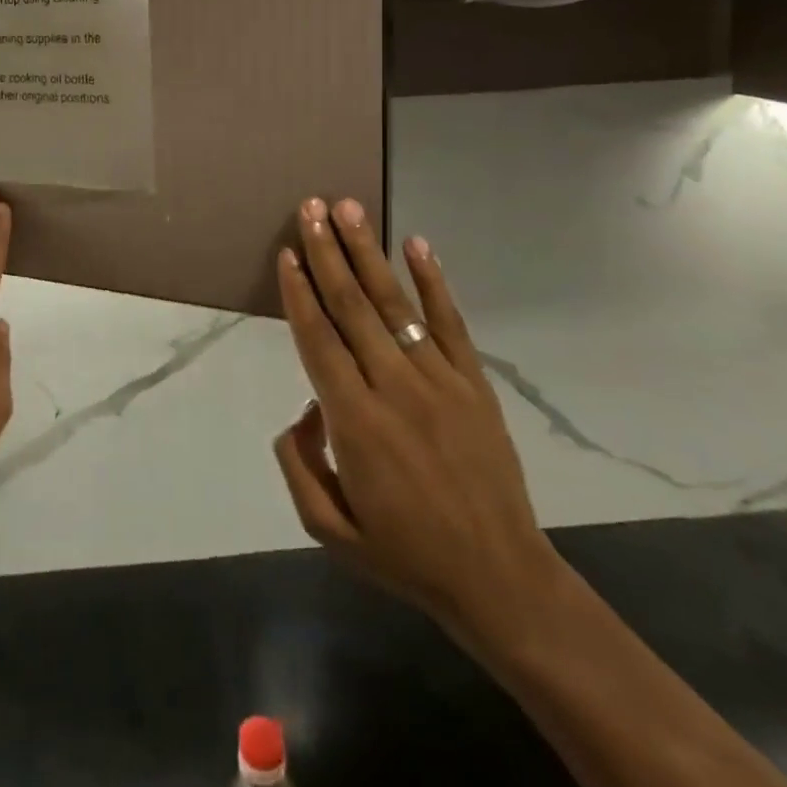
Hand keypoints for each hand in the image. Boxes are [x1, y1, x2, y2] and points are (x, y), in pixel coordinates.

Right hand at [272, 197, 561, 657]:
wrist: (500, 579)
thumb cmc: (405, 554)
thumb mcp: (328, 529)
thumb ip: (298, 464)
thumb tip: (304, 410)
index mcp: (355, 422)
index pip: (318, 340)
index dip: (299, 293)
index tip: (286, 253)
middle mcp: (394, 388)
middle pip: (352, 307)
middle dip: (327, 252)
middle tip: (310, 207)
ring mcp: (439, 381)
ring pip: (394, 304)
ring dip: (368, 252)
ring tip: (349, 208)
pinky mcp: (474, 384)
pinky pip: (450, 323)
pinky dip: (433, 281)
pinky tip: (417, 244)